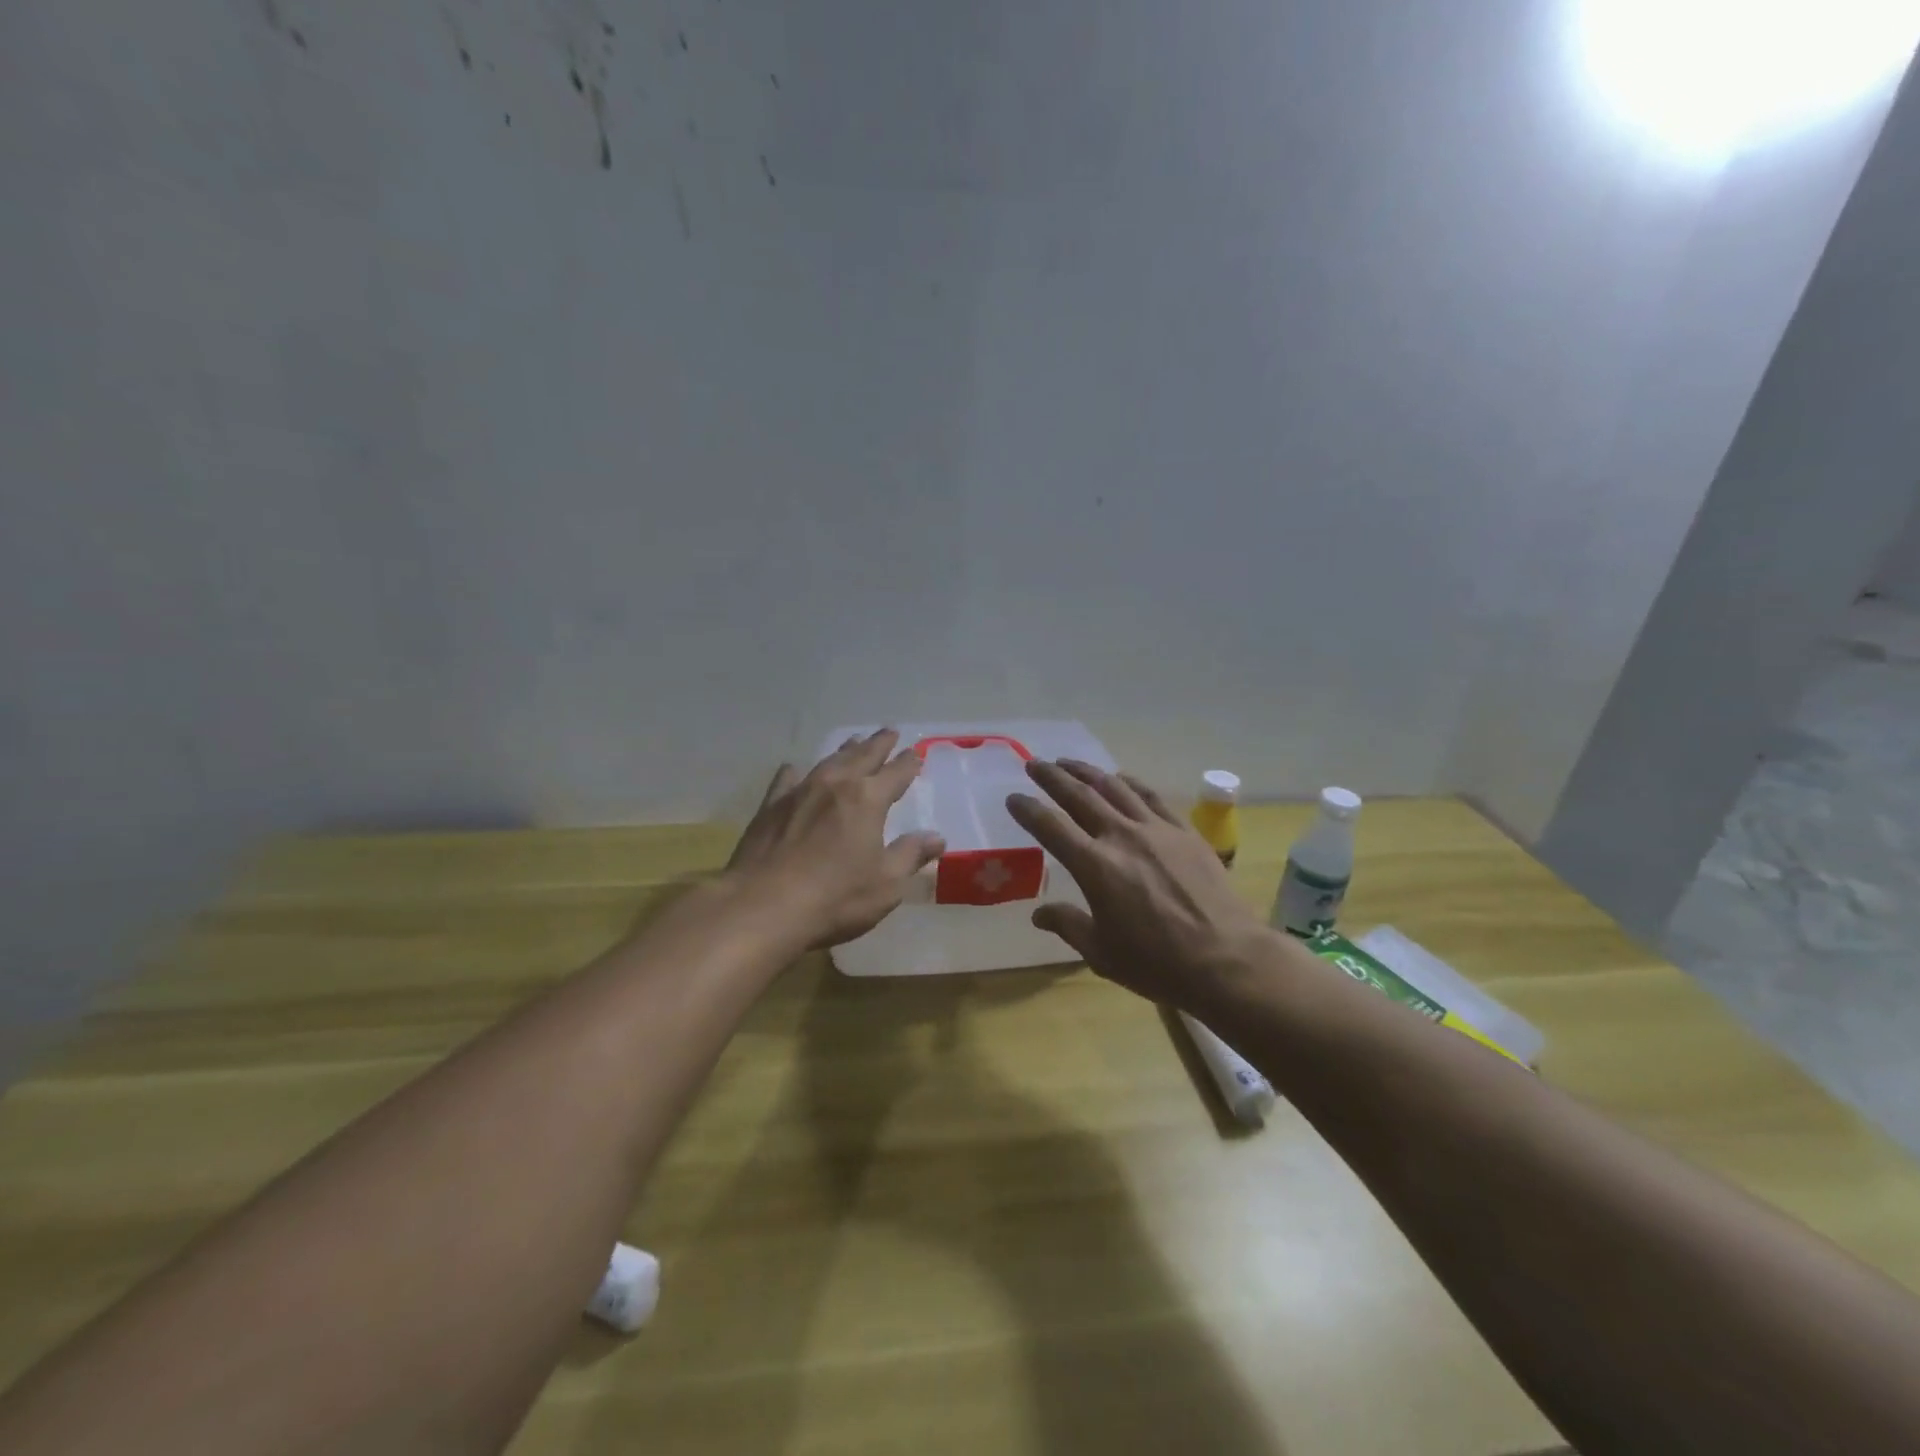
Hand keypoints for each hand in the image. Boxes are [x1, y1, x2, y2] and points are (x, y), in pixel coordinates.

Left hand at [726, 729, 945, 948]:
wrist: (761, 907)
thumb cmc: (834, 898)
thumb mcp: (886, 884)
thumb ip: (910, 855)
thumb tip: (936, 837)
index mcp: (867, 800)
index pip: (895, 774)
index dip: (908, 763)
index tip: (916, 753)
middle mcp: (834, 785)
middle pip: (862, 756)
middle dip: (878, 744)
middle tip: (889, 731)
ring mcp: (799, 793)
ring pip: (828, 761)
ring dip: (844, 750)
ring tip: (854, 741)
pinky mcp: (770, 807)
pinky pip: (787, 779)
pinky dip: (796, 772)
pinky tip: (795, 769)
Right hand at [1007, 760, 1275, 1013]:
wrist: (1226, 958)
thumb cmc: (1157, 963)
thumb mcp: (1101, 953)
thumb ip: (1068, 926)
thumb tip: (1040, 914)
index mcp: (1094, 866)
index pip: (1051, 827)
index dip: (1028, 809)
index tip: (1013, 798)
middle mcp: (1121, 836)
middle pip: (1079, 796)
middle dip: (1053, 777)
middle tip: (1035, 763)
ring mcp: (1156, 829)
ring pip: (1115, 787)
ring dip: (1088, 772)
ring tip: (1070, 763)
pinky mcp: (1184, 831)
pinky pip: (1152, 796)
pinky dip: (1131, 783)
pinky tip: (1121, 778)